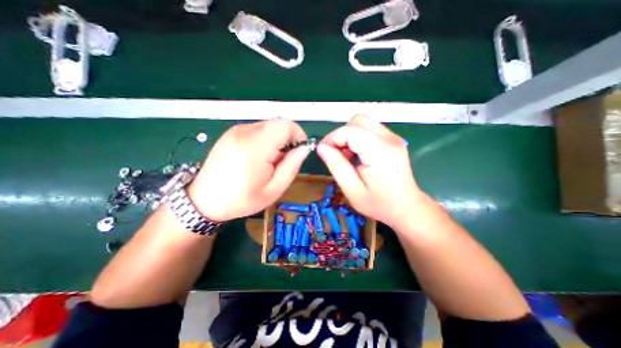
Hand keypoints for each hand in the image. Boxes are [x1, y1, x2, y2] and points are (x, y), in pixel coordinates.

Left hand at [186, 120, 307, 221]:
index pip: (286, 125)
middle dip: (288, 140)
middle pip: (278, 124)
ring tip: (269, 162)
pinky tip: (258, 158)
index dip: (298, 135)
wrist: (204, 200)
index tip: (299, 151)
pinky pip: (258, 130)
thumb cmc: (241, 200)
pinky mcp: (232, 132)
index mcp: (255, 148)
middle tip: (283, 161)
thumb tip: (304, 148)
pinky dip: (265, 140)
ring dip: (276, 141)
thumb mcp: (274, 189)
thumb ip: (292, 166)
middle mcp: (244, 132)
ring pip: (269, 126)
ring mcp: (236, 130)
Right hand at [317, 114, 424, 227]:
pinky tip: (356, 155)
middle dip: (340, 135)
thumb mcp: (353, 190)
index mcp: (380, 152)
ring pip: (363, 123)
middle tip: (335, 154)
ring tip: (346, 156)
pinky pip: (369, 129)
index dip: (332, 138)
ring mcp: (393, 137)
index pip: (350, 131)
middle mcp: (389, 139)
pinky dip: (357, 138)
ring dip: (348, 136)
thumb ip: (337, 167)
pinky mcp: (392, 139)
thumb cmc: (379, 203)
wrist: (406, 207)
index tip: (323, 152)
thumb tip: (322, 147)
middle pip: (357, 121)